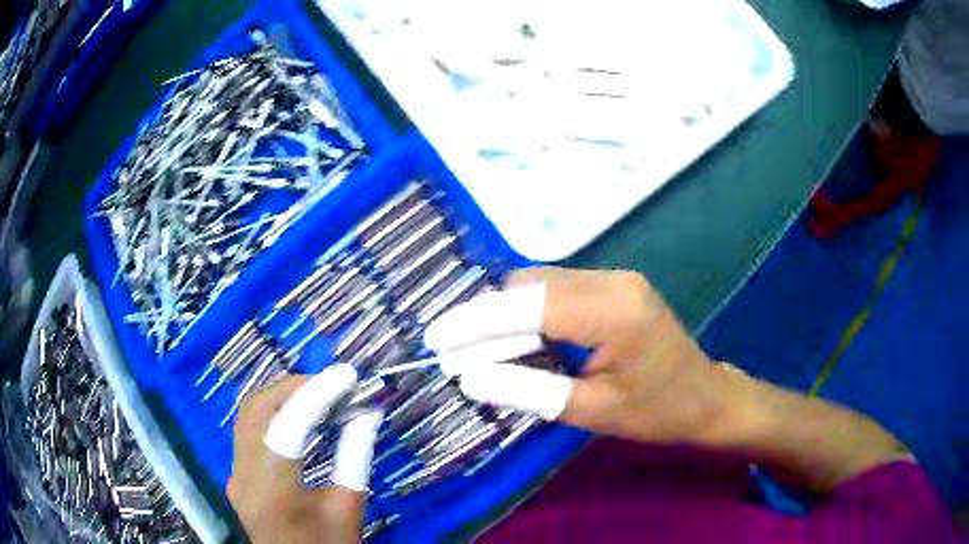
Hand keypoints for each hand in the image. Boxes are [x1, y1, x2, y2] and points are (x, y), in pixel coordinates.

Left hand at [228, 364, 382, 543]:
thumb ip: (355, 459)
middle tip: (335, 384)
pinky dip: (274, 411)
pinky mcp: (235, 473)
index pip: (287, 428)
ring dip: (283, 395)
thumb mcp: (347, 512)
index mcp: (273, 494)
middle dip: (295, 387)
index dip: (317, 395)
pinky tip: (300, 413)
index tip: (348, 376)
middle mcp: (242, 476)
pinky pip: (250, 428)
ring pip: (248, 414)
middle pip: (256, 410)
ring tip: (321, 393)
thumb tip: (366, 414)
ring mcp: (233, 473)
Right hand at [425, 267, 728, 444]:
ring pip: (537, 284)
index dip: (475, 321)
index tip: (436, 339)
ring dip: (504, 316)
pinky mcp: (611, 285)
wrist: (704, 395)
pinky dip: (527, 313)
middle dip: (485, 320)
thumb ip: (529, 391)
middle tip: (455, 356)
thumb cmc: (656, 411)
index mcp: (613, 312)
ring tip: (481, 353)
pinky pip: (555, 289)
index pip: (528, 306)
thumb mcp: (591, 411)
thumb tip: (469, 378)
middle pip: (529, 287)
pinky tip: (516, 342)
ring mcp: (614, 278)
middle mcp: (612, 281)